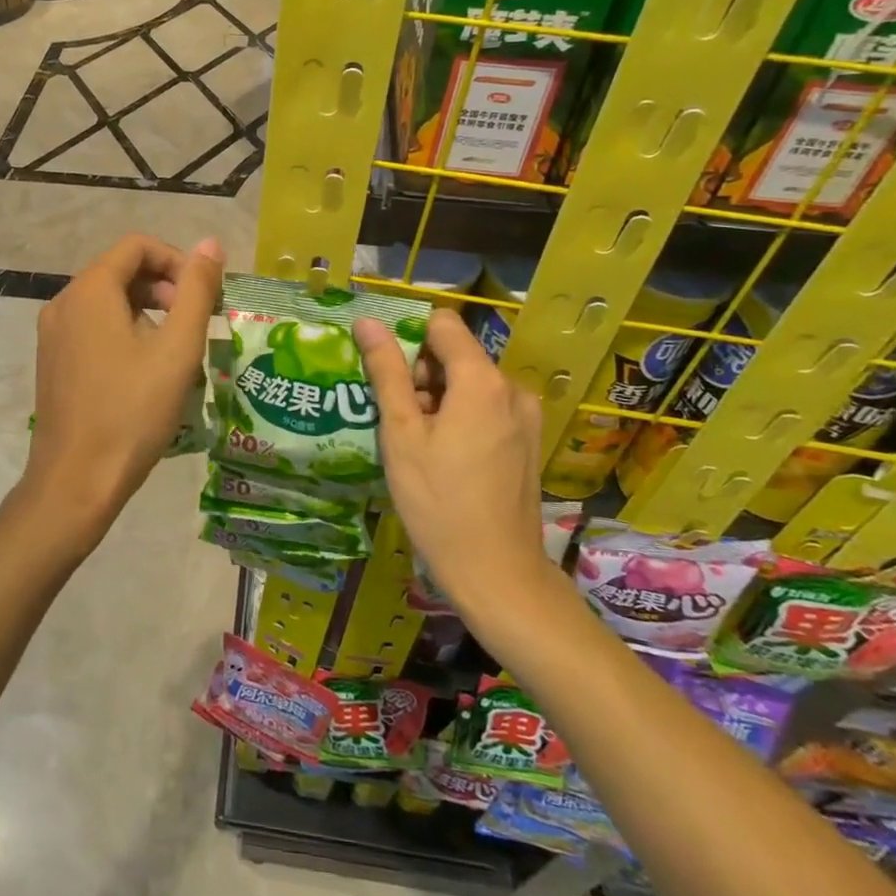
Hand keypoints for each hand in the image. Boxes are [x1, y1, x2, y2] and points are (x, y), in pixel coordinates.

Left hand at [22, 234, 223, 553]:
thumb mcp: (177, 349)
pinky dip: (124, 330)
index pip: (137, 246)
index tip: (202, 296)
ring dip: (147, 310)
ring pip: (107, 300)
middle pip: (121, 270)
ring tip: (174, 350)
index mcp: (90, 290)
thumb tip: (211, 243)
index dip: (177, 261)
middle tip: (194, 323)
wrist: (76, 482)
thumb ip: (196, 290)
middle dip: (164, 286)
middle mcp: (64, 302)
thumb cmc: (132, 412)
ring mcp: (53, 333)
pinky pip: (92, 326)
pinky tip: (145, 370)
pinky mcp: (52, 361)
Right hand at [353, 308, 556, 614]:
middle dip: (422, 375)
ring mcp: (526, 416)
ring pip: (470, 383)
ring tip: (416, 442)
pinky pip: (487, 407)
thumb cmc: (439, 503)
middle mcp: (512, 388)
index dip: (409, 340)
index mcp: (482, 380)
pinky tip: (443, 456)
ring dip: (439, 398)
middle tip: (398, 419)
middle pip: (456, 354)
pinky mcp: (528, 440)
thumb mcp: (401, 434)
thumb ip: (386, 372)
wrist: (498, 575)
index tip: (388, 375)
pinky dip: (461, 417)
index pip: (441, 324)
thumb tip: (367, 321)